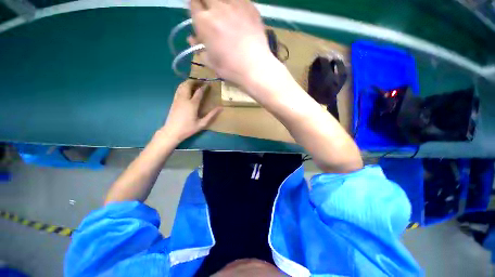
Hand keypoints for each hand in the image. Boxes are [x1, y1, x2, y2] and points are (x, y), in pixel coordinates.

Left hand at [161, 81, 221, 141]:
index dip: (204, 87)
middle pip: (188, 85)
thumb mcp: (202, 123)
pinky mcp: (174, 101)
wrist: (172, 131)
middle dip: (195, 81)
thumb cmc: (188, 128)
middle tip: (201, 82)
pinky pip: (178, 90)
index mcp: (192, 104)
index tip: (209, 84)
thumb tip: (221, 108)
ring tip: (195, 83)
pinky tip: (186, 89)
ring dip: (188, 82)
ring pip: (182, 86)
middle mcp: (184, 99)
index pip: (199, 92)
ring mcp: (177, 99)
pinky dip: (183, 86)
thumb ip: (211, 115)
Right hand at [189, 0, 275, 85]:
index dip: (196, 10)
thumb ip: (200, 48)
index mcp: (204, 22)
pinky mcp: (251, 7)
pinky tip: (239, 14)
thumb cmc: (231, 68)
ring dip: (221, 3)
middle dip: (206, 4)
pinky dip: (237, 4)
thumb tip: (192, 39)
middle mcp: (218, 8)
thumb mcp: (211, 62)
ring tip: (225, 14)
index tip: (200, 16)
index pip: (193, 5)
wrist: (255, 68)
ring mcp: (235, 5)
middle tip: (212, 13)